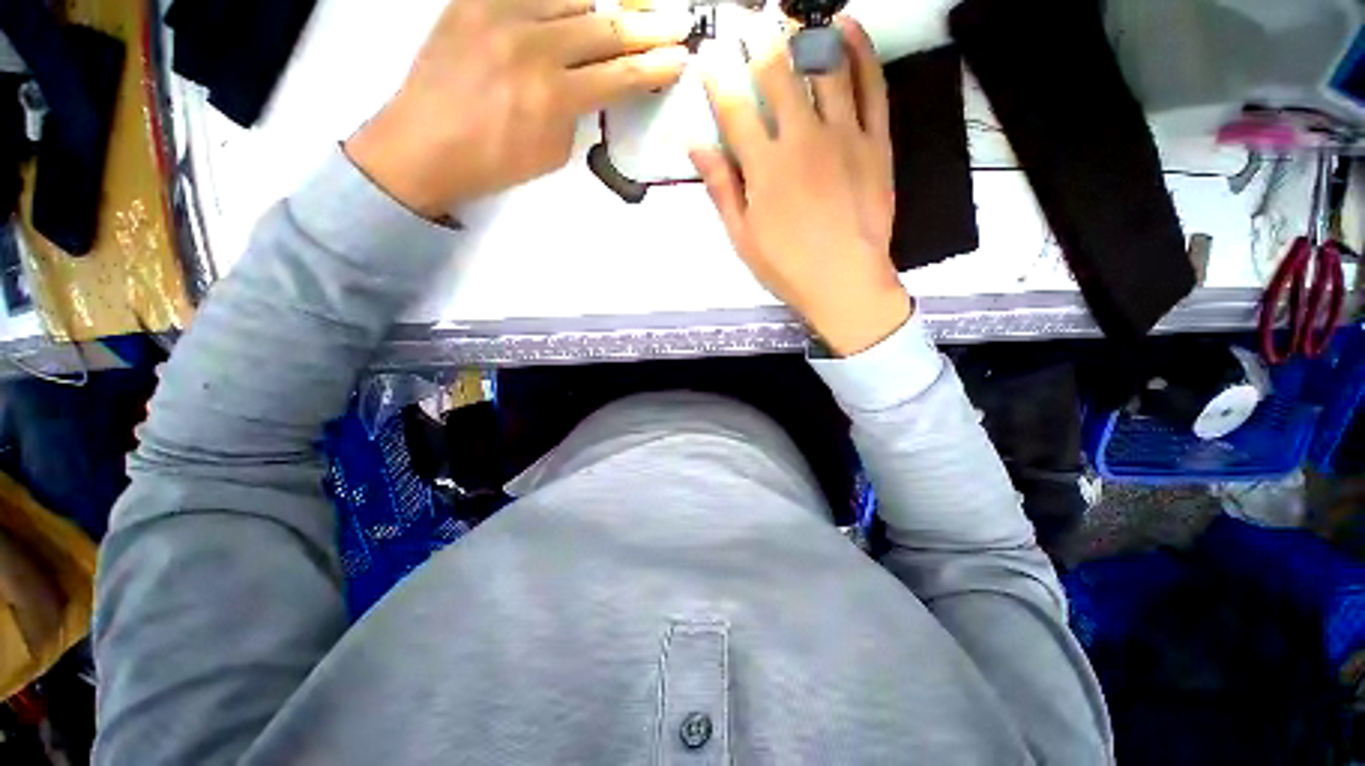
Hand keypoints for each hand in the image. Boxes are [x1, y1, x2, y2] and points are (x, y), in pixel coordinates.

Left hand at [346, 0, 692, 216]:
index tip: (681, 59)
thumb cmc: (494, 162)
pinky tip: (576, 6)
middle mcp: (533, 45)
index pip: (621, 74)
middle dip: (648, 27)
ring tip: (627, 16)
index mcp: (555, 96)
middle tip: (677, 23)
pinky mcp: (474, 0)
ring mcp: (501, 14)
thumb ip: (577, 113)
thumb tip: (592, 85)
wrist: (423, 144)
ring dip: (607, 8)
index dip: (656, 66)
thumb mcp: (552, 152)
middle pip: (605, 27)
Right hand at [691, 17, 909, 356]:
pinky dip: (861, 50)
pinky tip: (847, 28)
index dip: (718, 77)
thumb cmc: (787, 267)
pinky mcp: (876, 140)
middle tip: (747, 22)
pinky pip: (872, 85)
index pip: (734, 109)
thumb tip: (697, 145)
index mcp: (764, 167)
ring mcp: (843, 135)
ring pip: (824, 68)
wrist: (845, 282)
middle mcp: (802, 139)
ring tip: (792, 19)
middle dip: (758, 43)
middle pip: (778, 75)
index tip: (709, 55)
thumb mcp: (743, 237)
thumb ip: (722, 188)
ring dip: (805, 36)